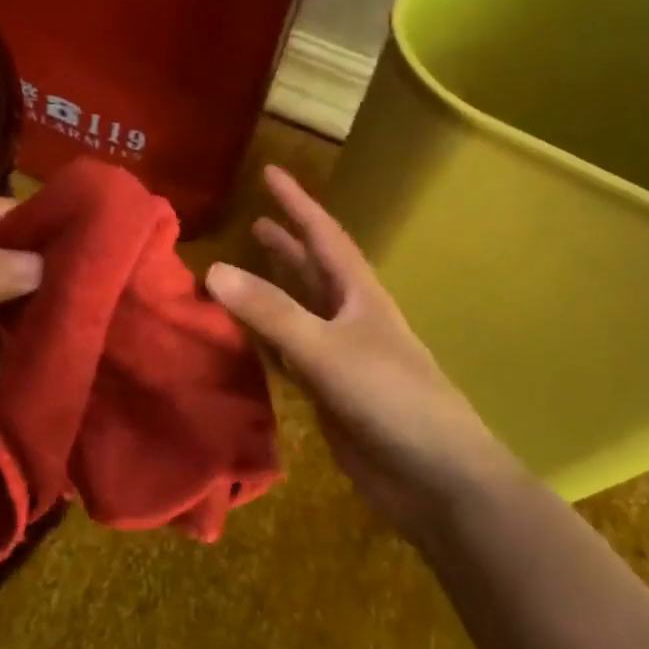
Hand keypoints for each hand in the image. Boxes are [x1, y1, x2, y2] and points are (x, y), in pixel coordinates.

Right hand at [205, 167, 517, 530]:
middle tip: (254, 222)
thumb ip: (271, 312)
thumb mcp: (327, 348)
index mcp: (359, 296)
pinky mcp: (330, 394)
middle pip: (313, 271)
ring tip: (240, 274)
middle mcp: (350, 319)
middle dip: (286, 245)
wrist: (435, 477)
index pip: (323, 236)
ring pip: (299, 313)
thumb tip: (213, 270)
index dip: (297, 202)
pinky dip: (267, 341)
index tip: (271, 171)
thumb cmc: (391, 399)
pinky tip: (247, 339)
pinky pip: (290, 355)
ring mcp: (341, 357)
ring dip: (273, 291)